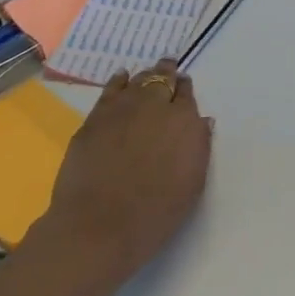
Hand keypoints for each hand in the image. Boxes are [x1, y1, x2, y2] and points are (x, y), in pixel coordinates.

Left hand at [45, 60, 210, 288]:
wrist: (100, 226)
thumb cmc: (156, 212)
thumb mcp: (193, 182)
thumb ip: (198, 145)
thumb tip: (200, 122)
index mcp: (184, 121)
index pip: (186, 94)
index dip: (184, 89)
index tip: (184, 87)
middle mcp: (155, 106)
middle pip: (162, 80)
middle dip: (166, 74)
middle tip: (168, 69)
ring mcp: (121, 110)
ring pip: (137, 81)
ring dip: (145, 76)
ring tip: (147, 74)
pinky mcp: (94, 119)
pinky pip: (110, 90)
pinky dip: (118, 82)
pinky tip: (121, 78)